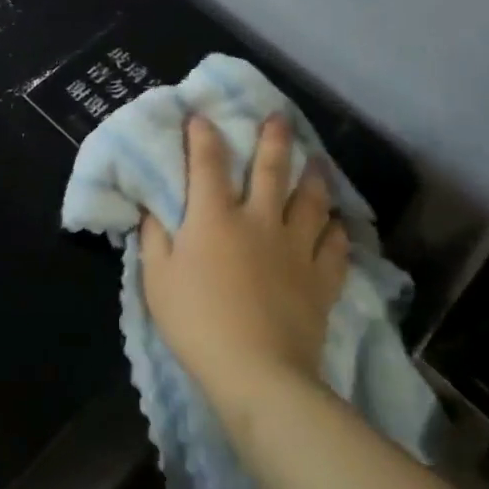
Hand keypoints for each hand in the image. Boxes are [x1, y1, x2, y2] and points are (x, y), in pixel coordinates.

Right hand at [140, 114, 350, 401]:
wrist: (258, 372)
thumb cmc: (197, 321)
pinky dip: (336, 230)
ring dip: (313, 178)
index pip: (207, 163)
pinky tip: (336, 223)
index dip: (203, 136)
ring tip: (316, 162)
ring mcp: (295, 249)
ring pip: (310, 202)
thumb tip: (153, 208)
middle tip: (279, 117)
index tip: (201, 116)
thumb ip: (154, 238)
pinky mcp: (320, 279)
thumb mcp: (157, 279)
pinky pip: (334, 246)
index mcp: (214, 217)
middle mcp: (258, 221)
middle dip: (273, 139)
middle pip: (270, 170)